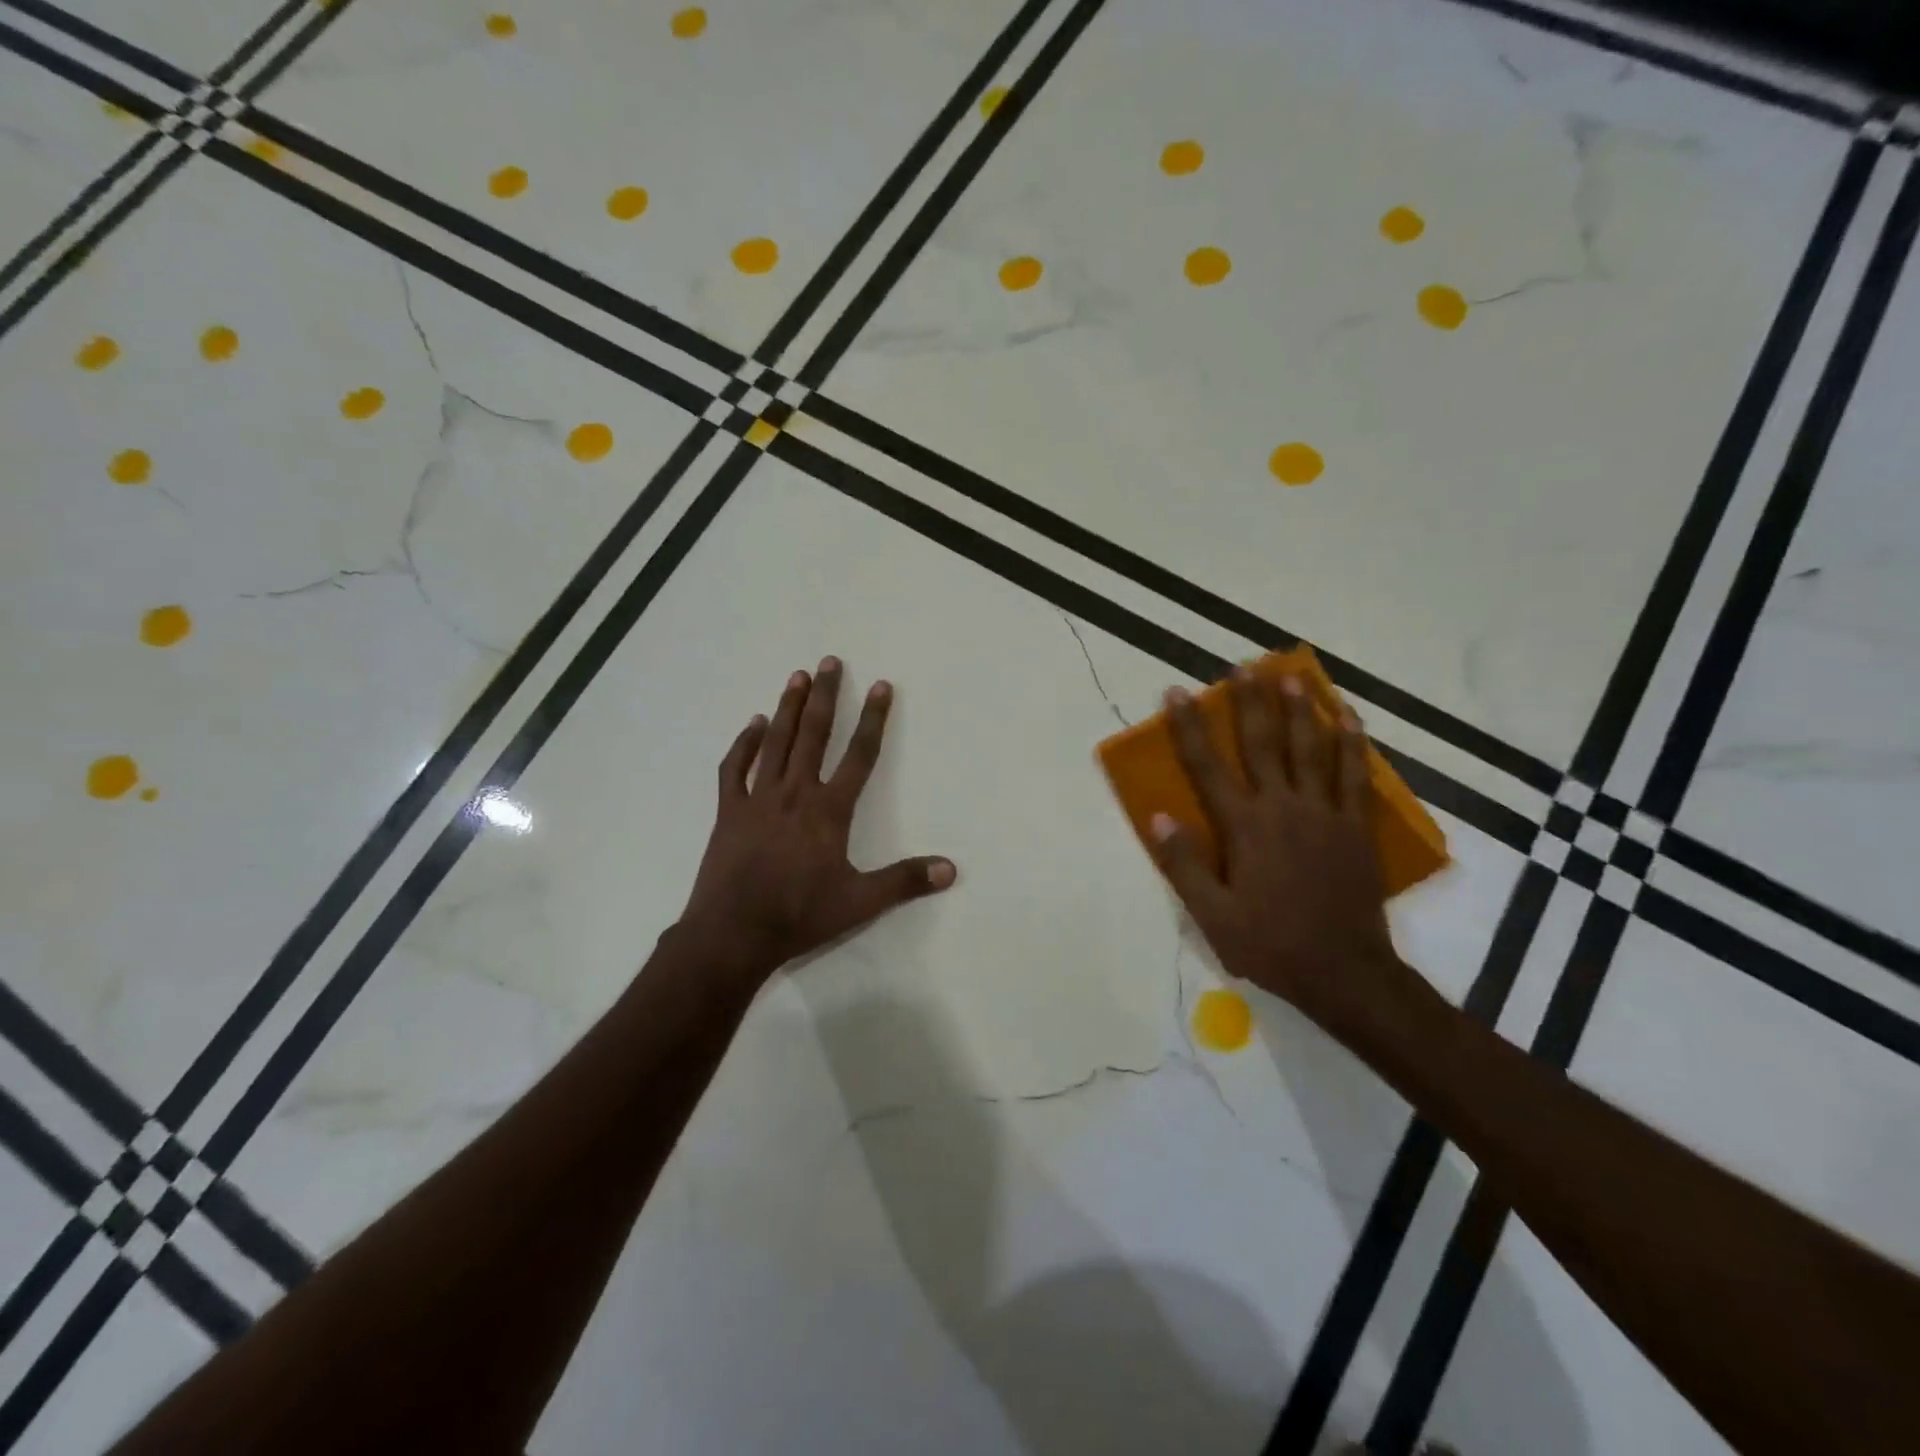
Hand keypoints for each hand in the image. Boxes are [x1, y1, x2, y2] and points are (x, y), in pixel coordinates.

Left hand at [677, 658, 955, 980]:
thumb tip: (951, 869)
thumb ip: (905, 881)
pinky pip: (735, 768)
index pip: (860, 755)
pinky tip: (752, 724)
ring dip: (789, 707)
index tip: (882, 686)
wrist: (732, 934)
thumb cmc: (799, 916)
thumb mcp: (860, 903)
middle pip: (814, 734)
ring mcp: (758, 799)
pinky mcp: (729, 812)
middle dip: (827, 696)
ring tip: (798, 676)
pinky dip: (744, 744)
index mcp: (829, 811)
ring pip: (776, 742)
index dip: (874, 719)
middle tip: (831, 660)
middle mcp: (795, 793)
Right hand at [1154, 667, 1407, 1032]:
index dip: (1189, 728)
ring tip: (1291, 675)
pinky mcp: (1354, 826)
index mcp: (1244, 827)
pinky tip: (1349, 718)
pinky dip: (1352, 743)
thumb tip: (1159, 817)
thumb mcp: (1212, 914)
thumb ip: (1184, 864)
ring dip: (1300, 709)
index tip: (1178, 693)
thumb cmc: (1270, 943)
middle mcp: (1283, 807)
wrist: (1344, 972)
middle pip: (1263, 743)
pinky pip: (1354, 774)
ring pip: (1311, 749)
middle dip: (1250, 702)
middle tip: (1243, 666)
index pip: (1208, 767)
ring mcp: (1324, 813)